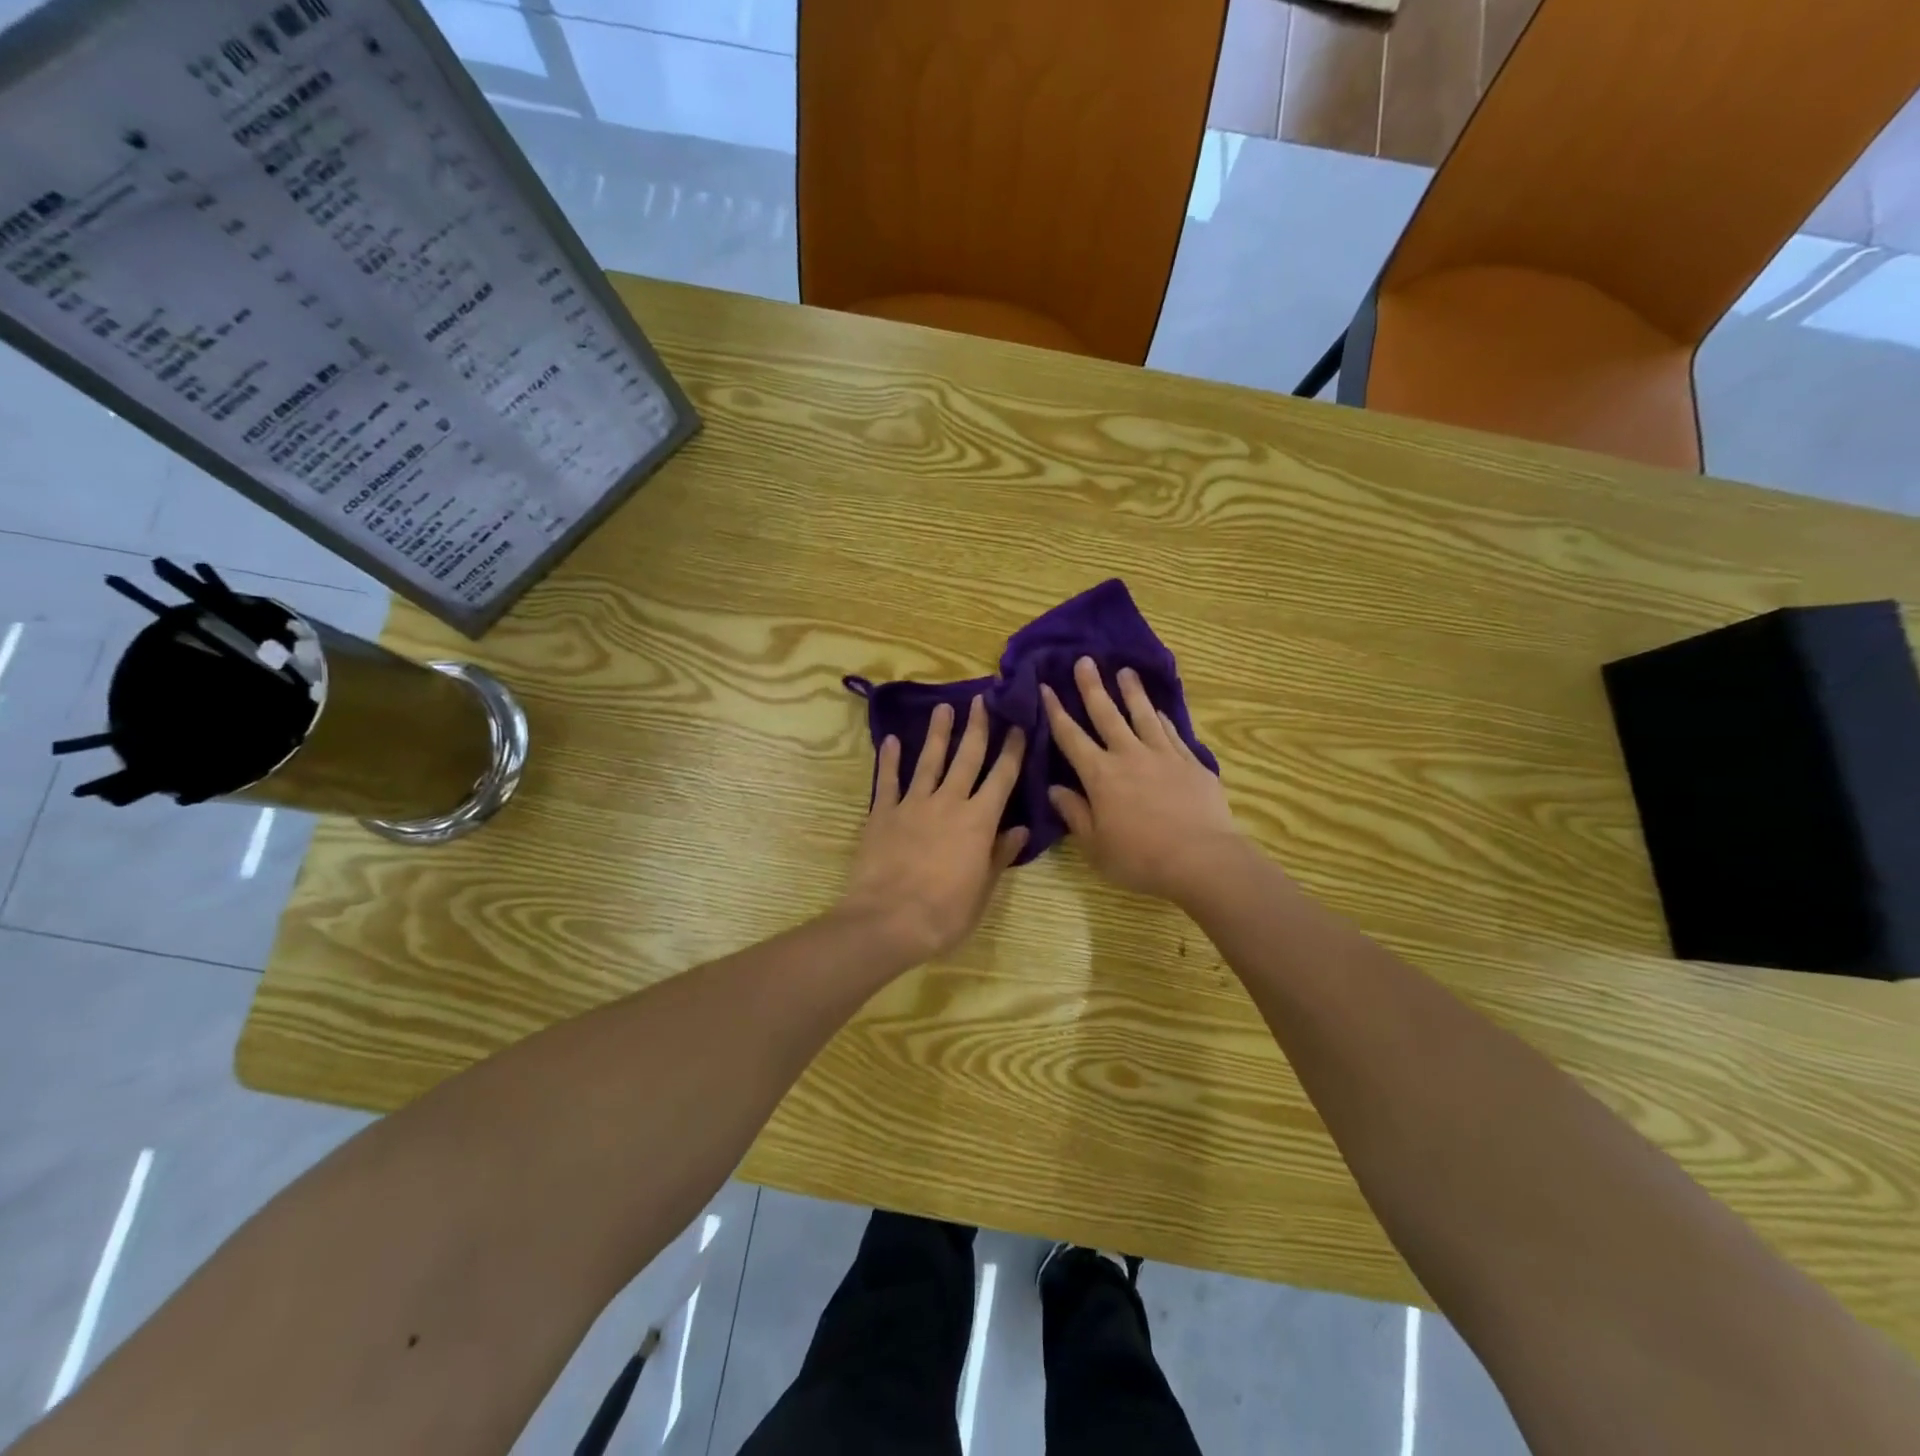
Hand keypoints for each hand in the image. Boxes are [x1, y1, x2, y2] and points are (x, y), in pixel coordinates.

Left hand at [841, 697, 1028, 962]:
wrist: (889, 920)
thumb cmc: (945, 913)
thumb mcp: (983, 890)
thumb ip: (999, 855)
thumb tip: (1020, 829)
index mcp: (978, 821)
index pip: (1002, 778)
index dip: (1012, 750)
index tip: (1018, 725)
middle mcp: (948, 803)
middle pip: (967, 758)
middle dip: (977, 727)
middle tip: (982, 699)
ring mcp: (913, 804)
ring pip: (929, 761)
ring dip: (938, 733)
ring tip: (944, 707)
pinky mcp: (882, 813)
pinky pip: (887, 781)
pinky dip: (890, 760)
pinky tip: (893, 740)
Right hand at [1042, 657, 1243, 903]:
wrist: (1201, 859)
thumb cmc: (1140, 858)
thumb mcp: (1095, 845)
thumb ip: (1074, 813)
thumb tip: (1055, 789)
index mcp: (1100, 775)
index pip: (1071, 737)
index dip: (1056, 711)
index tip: (1045, 687)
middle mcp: (1128, 755)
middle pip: (1106, 714)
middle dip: (1092, 686)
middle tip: (1085, 660)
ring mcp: (1162, 755)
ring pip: (1143, 715)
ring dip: (1132, 692)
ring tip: (1126, 671)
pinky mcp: (1190, 762)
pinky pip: (1171, 732)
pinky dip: (1162, 718)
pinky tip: (1158, 710)